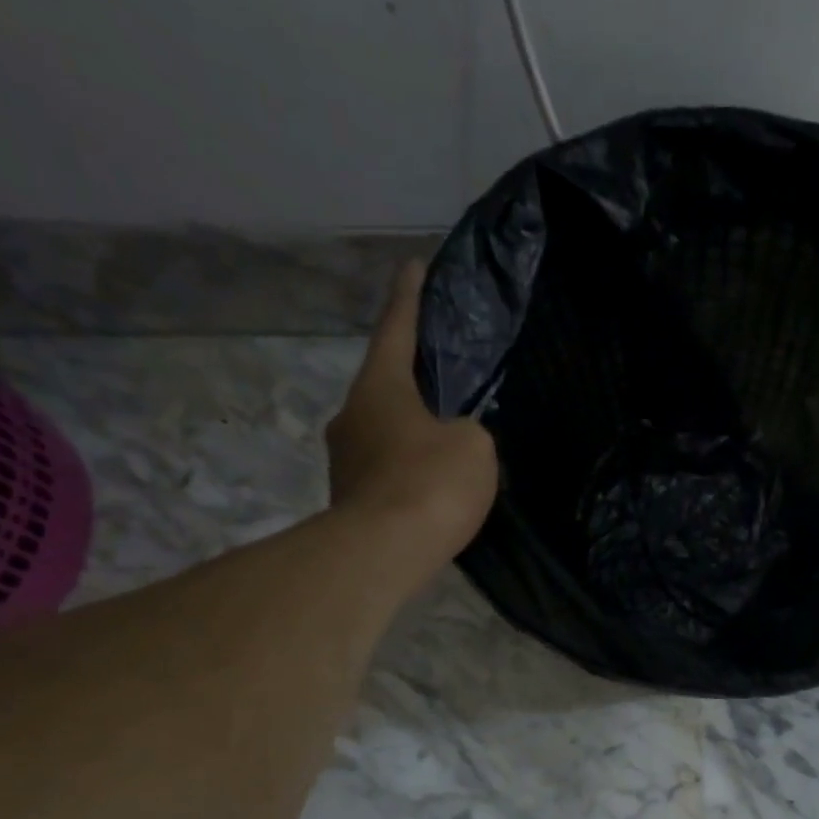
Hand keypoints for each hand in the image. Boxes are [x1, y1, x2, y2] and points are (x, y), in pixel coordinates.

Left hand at [326, 260, 498, 562]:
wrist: (384, 552)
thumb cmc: (430, 483)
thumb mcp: (473, 446)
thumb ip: (468, 430)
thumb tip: (452, 439)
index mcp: (380, 388)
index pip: (396, 330)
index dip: (409, 298)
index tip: (412, 266)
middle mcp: (352, 415)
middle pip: (386, 387)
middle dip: (413, 383)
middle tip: (444, 386)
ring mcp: (345, 460)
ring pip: (385, 432)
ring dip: (412, 434)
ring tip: (446, 447)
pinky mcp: (351, 498)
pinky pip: (387, 470)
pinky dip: (409, 470)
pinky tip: (433, 487)